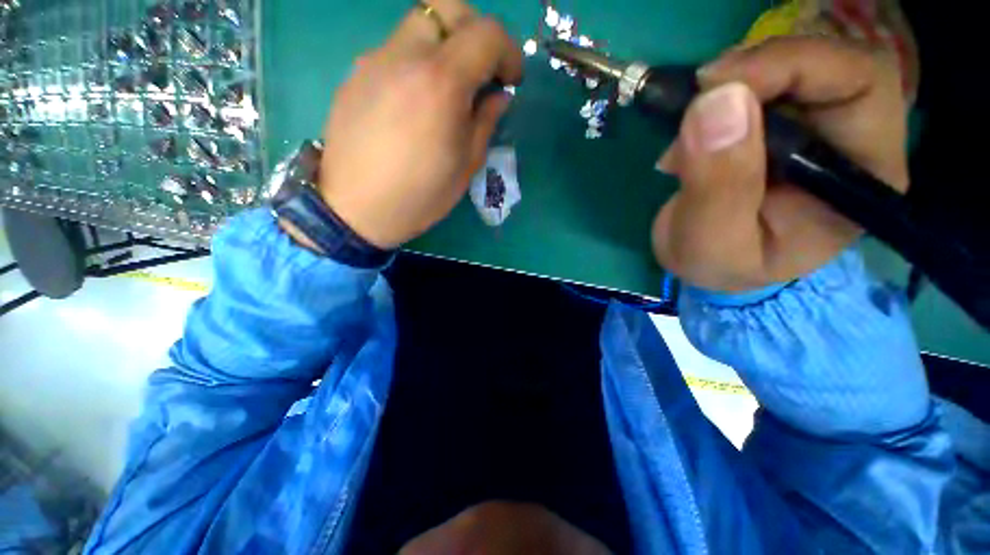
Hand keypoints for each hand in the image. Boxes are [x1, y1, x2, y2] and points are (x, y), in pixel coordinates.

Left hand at [314, 1, 522, 248]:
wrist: (355, 209)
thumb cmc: (420, 196)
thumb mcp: (466, 165)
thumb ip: (486, 121)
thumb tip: (498, 95)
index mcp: (441, 83)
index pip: (487, 34)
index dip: (509, 51)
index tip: (511, 80)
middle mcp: (405, 56)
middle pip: (448, 8)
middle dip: (476, 32)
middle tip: (482, 71)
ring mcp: (374, 60)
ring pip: (419, 25)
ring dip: (445, 46)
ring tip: (448, 89)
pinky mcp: (355, 74)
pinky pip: (395, 51)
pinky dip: (417, 62)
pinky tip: (415, 101)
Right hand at [651, 36, 908, 292]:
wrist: (705, 264)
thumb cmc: (717, 264)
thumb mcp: (711, 241)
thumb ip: (718, 185)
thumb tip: (718, 102)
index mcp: (858, 179)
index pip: (860, 84)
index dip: (794, 65)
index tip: (718, 86)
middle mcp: (851, 143)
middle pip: (828, 64)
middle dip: (758, 70)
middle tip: (698, 96)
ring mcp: (814, 130)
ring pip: (787, 68)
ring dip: (729, 89)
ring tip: (686, 136)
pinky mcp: (779, 126)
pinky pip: (757, 85)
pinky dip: (716, 99)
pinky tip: (690, 137)